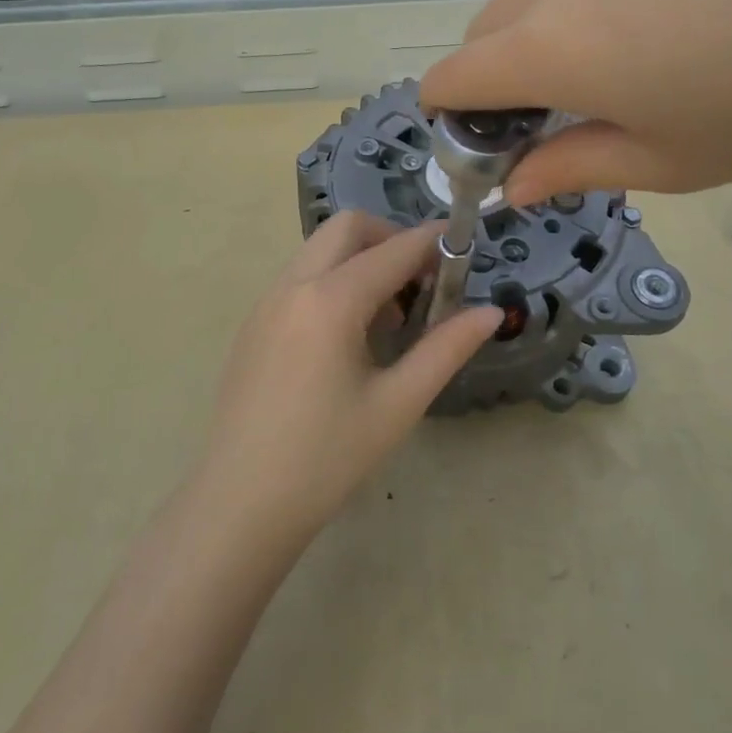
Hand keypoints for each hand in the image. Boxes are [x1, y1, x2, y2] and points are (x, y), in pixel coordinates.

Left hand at [198, 211, 501, 538]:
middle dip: (392, 238)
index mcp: (330, 301)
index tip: (466, 248)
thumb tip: (491, 312)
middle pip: (348, 228)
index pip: (394, 250)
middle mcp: (292, 286)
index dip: (434, 242)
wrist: (240, 504)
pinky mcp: (253, 323)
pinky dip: (333, 280)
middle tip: (423, 282)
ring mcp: (265, 302)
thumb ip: (447, 348)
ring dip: (361, 260)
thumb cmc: (326, 458)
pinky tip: (349, 336)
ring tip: (390, 317)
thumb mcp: (398, 403)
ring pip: (320, 249)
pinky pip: (300, 277)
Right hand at [420, 0, 731, 205]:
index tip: (492, 147)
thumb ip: (570, 168)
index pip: (448, 80)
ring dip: (535, 33)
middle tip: (559, 116)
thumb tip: (514, 186)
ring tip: (611, 64)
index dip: (452, 120)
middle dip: (495, 80)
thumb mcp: (662, 161)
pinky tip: (658, 15)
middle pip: (480, 33)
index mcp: (542, 47)